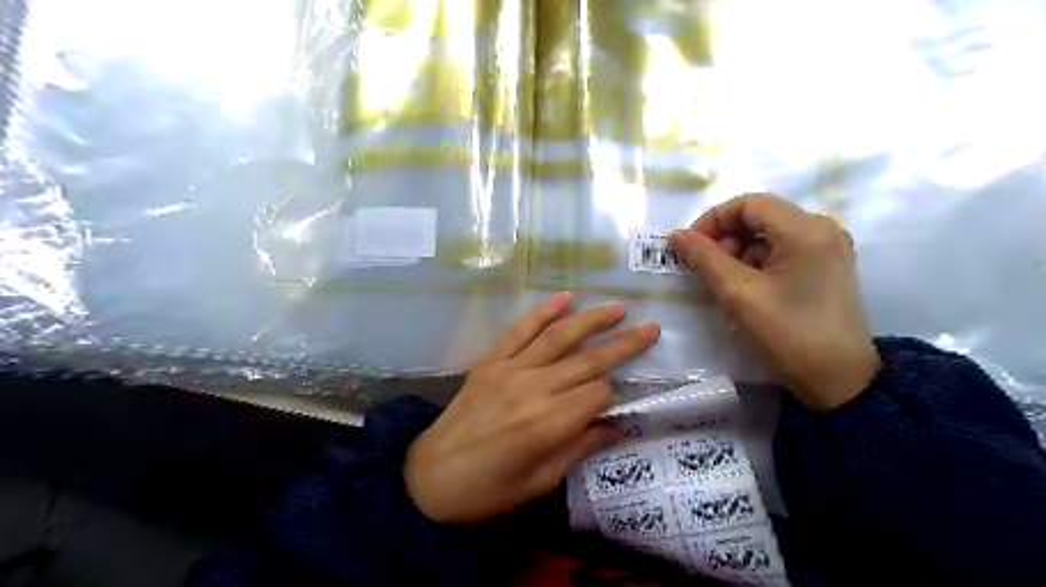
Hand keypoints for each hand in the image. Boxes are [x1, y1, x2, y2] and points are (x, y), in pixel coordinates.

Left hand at [405, 296, 654, 523]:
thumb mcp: (541, 482)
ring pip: (559, 337)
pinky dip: (542, 312)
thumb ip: (579, 448)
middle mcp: (534, 389)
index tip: (615, 403)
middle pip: (588, 361)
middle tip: (651, 328)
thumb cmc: (488, 491)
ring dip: (591, 320)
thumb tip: (614, 427)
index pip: (598, 394)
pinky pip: (520, 331)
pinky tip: (564, 298)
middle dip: (623, 345)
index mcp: (549, 424)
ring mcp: (510, 370)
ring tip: (618, 308)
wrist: (428, 478)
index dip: (612, 396)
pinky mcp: (490, 362)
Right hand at [665, 194, 874, 410]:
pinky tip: (747, 290)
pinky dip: (757, 264)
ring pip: (769, 235)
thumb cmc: (788, 333)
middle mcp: (822, 229)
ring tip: (726, 285)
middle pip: (760, 217)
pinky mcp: (826, 268)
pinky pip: (782, 252)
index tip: (690, 247)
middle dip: (726, 239)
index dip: (713, 220)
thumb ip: (704, 258)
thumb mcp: (738, 294)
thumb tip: (675, 235)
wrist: (839, 381)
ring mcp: (827, 249)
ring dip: (739, 254)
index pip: (748, 204)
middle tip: (706, 269)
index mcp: (806, 229)